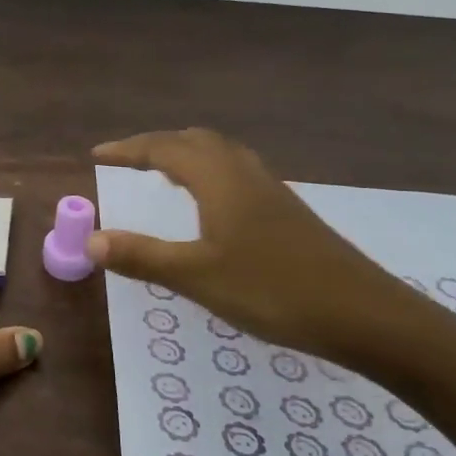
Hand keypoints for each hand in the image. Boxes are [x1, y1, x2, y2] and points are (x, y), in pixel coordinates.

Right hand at [90, 129, 442, 369]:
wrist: (365, 314)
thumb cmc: (273, 290)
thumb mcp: (198, 277)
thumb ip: (143, 256)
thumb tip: (91, 241)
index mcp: (218, 180)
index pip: (163, 149)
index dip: (127, 150)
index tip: (96, 155)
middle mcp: (243, 173)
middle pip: (194, 141)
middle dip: (156, 145)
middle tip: (127, 161)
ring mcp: (271, 190)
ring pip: (220, 153)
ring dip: (185, 154)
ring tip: (163, 172)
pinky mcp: (287, 211)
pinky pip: (237, 171)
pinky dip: (209, 171)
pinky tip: (212, 203)